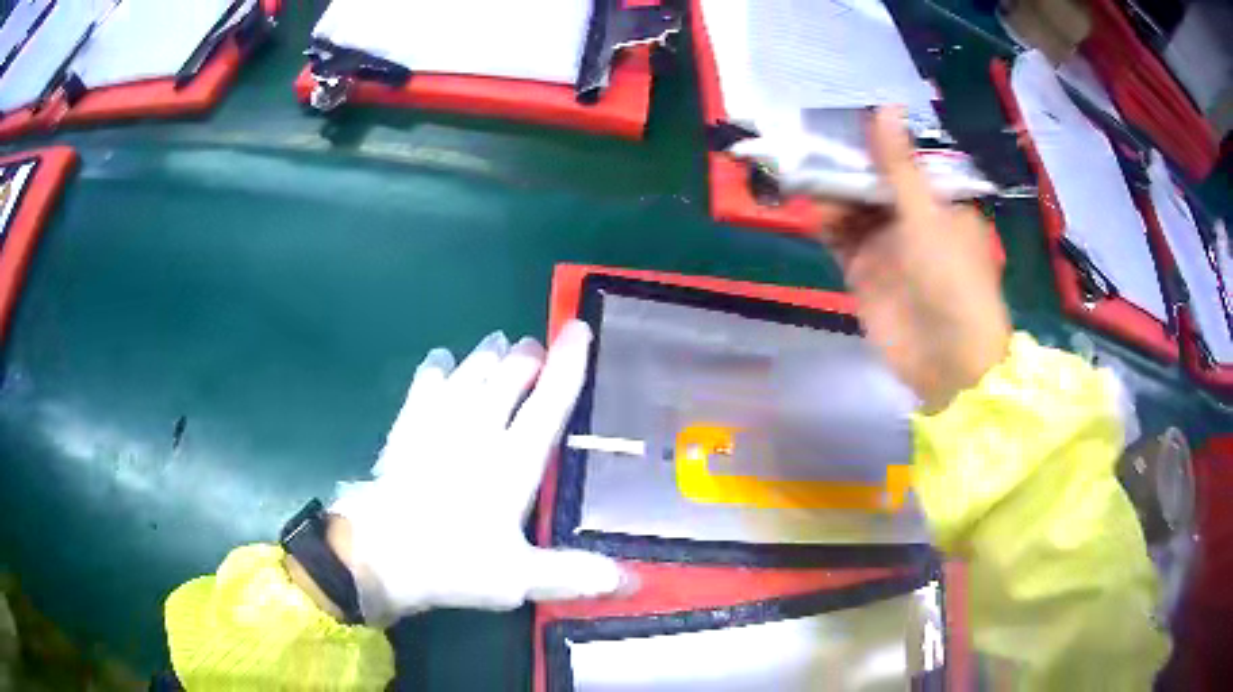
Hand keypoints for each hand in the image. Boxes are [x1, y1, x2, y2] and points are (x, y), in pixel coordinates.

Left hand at [328, 321, 627, 626]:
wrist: (377, 554)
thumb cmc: (452, 565)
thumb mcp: (519, 579)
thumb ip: (574, 574)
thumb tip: (634, 582)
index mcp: (513, 462)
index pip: (549, 401)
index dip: (568, 363)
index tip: (579, 328)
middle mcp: (478, 430)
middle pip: (508, 375)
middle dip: (526, 355)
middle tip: (536, 349)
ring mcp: (438, 424)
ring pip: (469, 370)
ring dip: (488, 354)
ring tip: (499, 343)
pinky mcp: (406, 427)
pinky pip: (425, 382)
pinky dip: (438, 366)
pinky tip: (442, 361)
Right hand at [818, 108, 1011, 412]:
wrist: (946, 360)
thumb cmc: (952, 278)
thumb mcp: (927, 215)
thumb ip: (898, 165)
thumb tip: (885, 106)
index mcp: (939, 200)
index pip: (903, 159)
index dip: (875, 137)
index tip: (843, 111)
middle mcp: (913, 217)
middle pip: (872, 180)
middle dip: (845, 162)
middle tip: (810, 136)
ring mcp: (887, 245)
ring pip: (852, 207)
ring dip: (832, 191)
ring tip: (806, 173)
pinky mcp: (864, 271)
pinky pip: (839, 238)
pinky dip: (825, 222)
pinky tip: (813, 210)